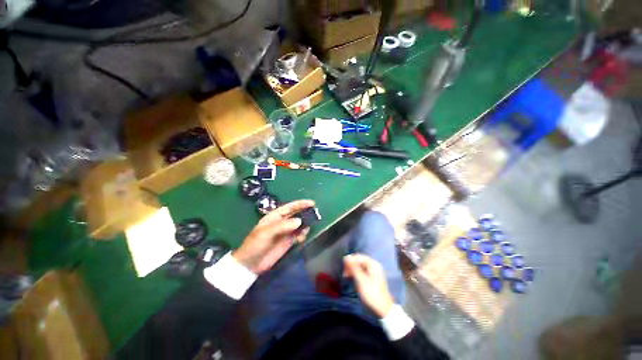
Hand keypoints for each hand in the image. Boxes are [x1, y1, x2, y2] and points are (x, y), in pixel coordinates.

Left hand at [233, 200, 314, 274]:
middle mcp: (282, 222)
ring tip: (309, 226)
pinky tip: (302, 238)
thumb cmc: (255, 245)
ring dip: (305, 224)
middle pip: (296, 214)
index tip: (312, 203)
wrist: (250, 265)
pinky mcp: (288, 242)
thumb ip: (282, 226)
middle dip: (305, 212)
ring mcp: (286, 232)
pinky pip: (299, 235)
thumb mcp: (266, 233)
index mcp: (275, 216)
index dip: (300, 204)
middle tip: (315, 213)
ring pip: (299, 225)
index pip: (290, 207)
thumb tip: (299, 221)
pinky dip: (303, 235)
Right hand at [344, 254, 394, 317]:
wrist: (383, 309)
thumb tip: (346, 257)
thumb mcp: (361, 280)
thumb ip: (353, 267)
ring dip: (353, 270)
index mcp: (373, 264)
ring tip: (345, 275)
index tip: (342, 264)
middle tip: (343, 271)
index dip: (350, 259)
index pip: (359, 257)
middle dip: (351, 265)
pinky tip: (351, 277)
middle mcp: (374, 266)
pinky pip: (362, 272)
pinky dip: (356, 274)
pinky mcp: (372, 278)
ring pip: (360, 266)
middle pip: (360, 261)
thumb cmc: (371, 293)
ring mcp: (373, 272)